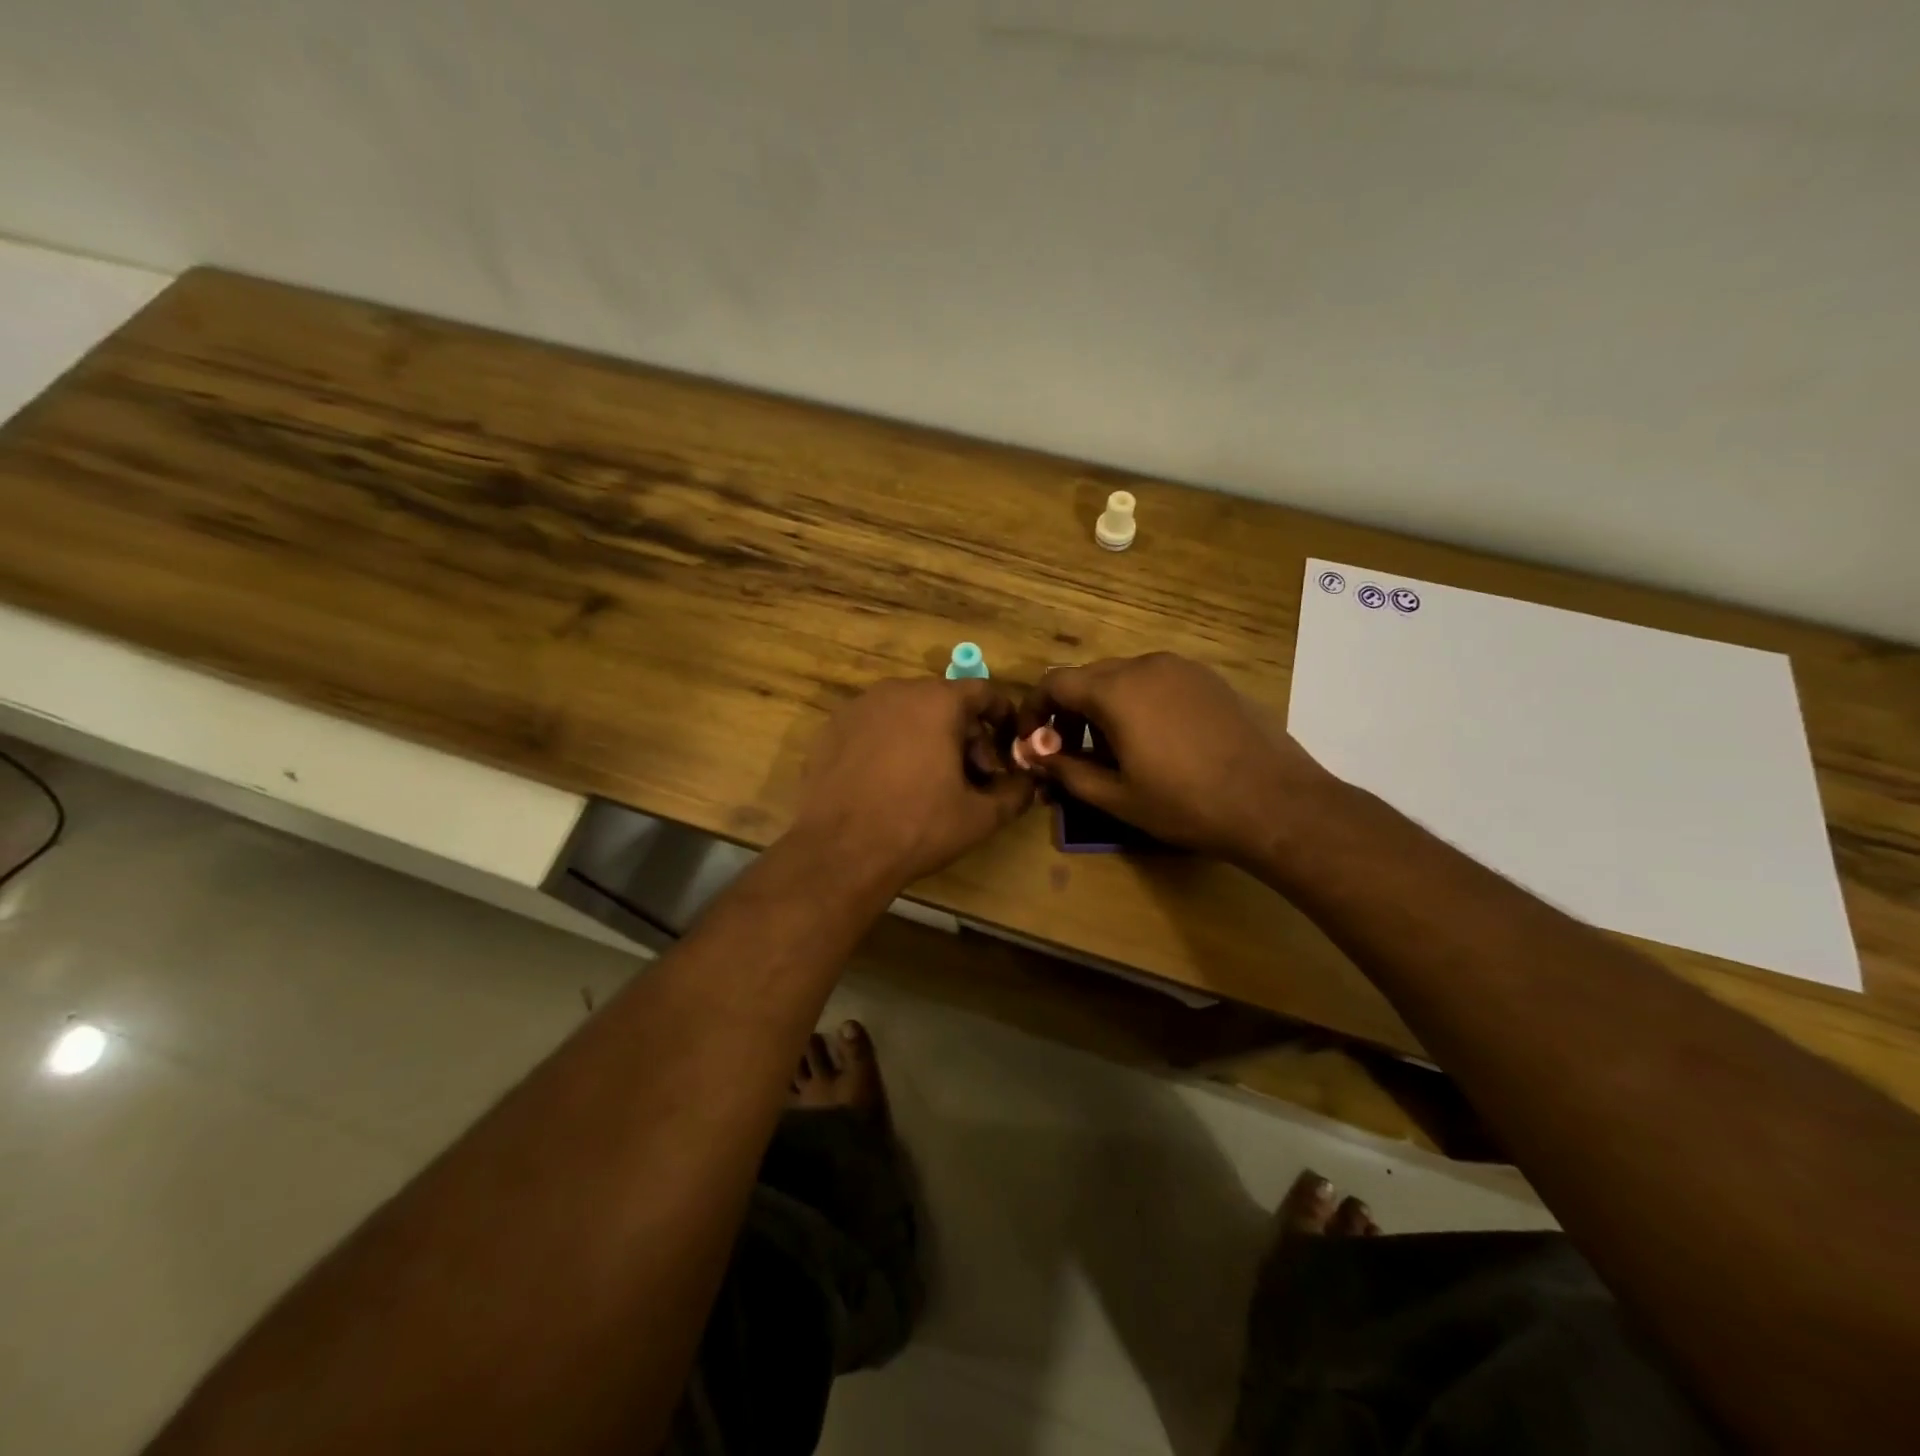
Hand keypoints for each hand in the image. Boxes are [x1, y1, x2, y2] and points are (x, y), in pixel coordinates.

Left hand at [792, 677, 1033, 887]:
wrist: (840, 852)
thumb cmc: (918, 827)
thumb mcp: (980, 816)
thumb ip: (1015, 793)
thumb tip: (1029, 782)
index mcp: (937, 701)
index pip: (983, 692)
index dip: (1002, 717)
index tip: (1009, 744)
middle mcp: (897, 691)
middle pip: (944, 701)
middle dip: (965, 734)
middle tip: (972, 775)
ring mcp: (859, 707)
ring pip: (908, 712)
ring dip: (928, 737)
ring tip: (931, 780)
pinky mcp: (831, 728)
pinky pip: (875, 727)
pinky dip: (891, 744)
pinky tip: (890, 782)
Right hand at [1016, 653, 1329, 865]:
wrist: (1274, 802)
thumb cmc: (1186, 803)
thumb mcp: (1116, 796)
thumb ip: (1066, 769)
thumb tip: (1035, 755)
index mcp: (1116, 690)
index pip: (1054, 683)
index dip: (1034, 712)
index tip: (1034, 744)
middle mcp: (1145, 665)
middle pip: (1088, 677)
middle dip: (1069, 712)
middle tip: (1070, 754)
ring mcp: (1182, 668)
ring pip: (1123, 677)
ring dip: (1104, 707)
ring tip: (1114, 751)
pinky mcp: (1209, 678)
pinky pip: (1157, 681)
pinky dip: (1138, 702)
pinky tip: (1156, 740)